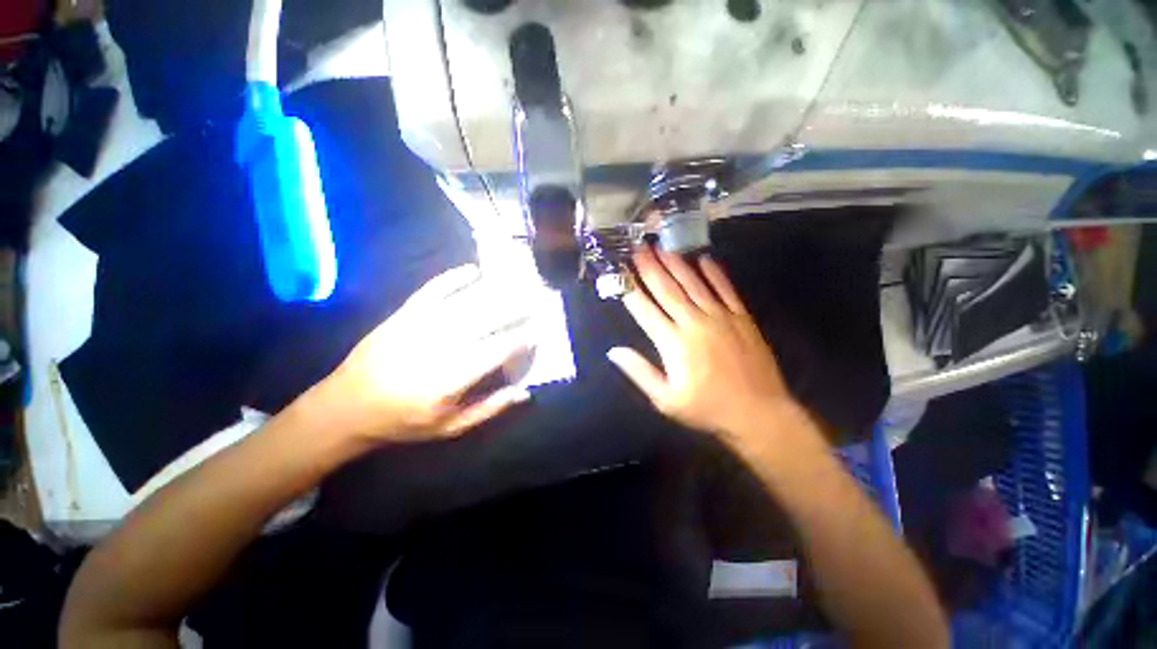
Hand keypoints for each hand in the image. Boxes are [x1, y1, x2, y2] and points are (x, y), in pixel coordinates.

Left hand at [310, 265, 532, 443]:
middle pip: (487, 319)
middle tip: (536, 301)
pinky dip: (454, 278)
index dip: (521, 339)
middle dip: (515, 308)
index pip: (498, 349)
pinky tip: (474, 270)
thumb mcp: (450, 427)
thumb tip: (524, 392)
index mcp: (453, 376)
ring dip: (495, 291)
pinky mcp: (404, 315)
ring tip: (518, 284)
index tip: (538, 332)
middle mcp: (440, 345)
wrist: (345, 407)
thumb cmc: (403, 421)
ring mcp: (420, 325)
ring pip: (466, 302)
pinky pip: (433, 290)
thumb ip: (489, 409)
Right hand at [608, 247, 806, 450]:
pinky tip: (704, 259)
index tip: (620, 271)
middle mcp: (694, 323)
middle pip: (667, 289)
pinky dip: (715, 273)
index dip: (630, 289)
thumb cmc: (707, 408)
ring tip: (662, 247)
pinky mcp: (741, 317)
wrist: (759, 413)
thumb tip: (613, 351)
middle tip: (638, 248)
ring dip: (676, 264)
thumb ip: (639, 372)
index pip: (645, 310)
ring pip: (693, 284)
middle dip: (650, 267)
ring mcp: (720, 317)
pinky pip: (726, 289)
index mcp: (673, 343)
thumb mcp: (666, 400)